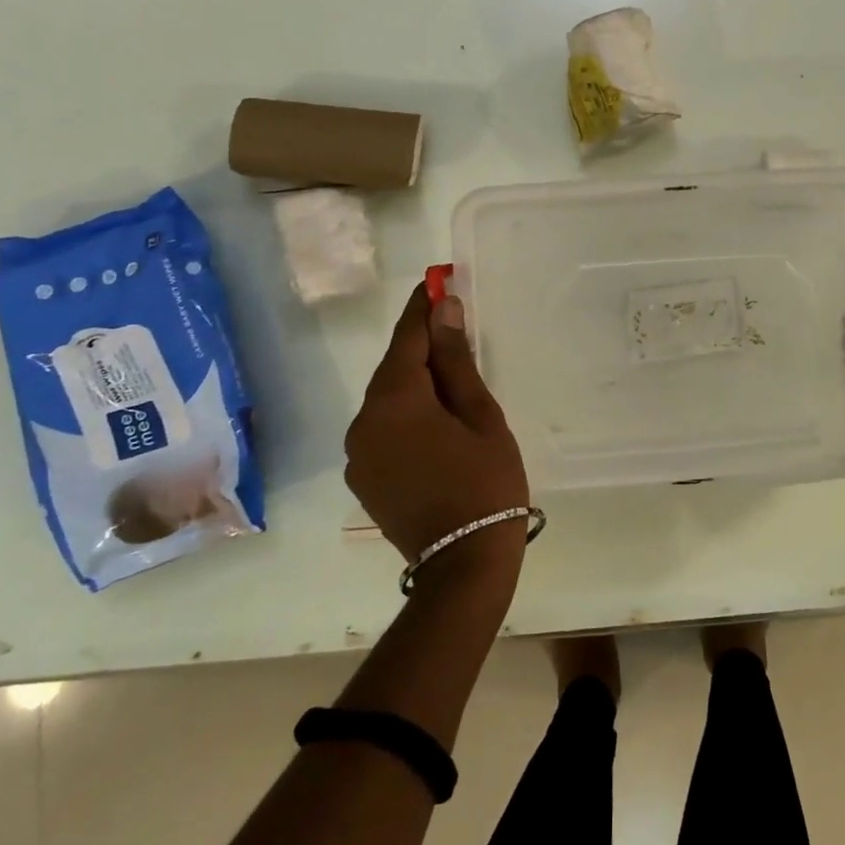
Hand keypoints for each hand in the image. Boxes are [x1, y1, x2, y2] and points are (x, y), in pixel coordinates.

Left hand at [345, 284, 529, 575]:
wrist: (463, 563)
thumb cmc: (485, 480)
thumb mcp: (480, 414)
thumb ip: (456, 360)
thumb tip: (443, 308)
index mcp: (395, 401)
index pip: (407, 338)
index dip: (423, 308)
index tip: (436, 280)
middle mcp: (365, 421)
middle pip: (394, 368)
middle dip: (421, 344)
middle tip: (452, 322)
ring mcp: (359, 453)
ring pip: (389, 399)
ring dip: (415, 381)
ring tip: (452, 377)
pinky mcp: (364, 476)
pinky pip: (385, 427)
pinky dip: (407, 412)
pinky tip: (435, 419)